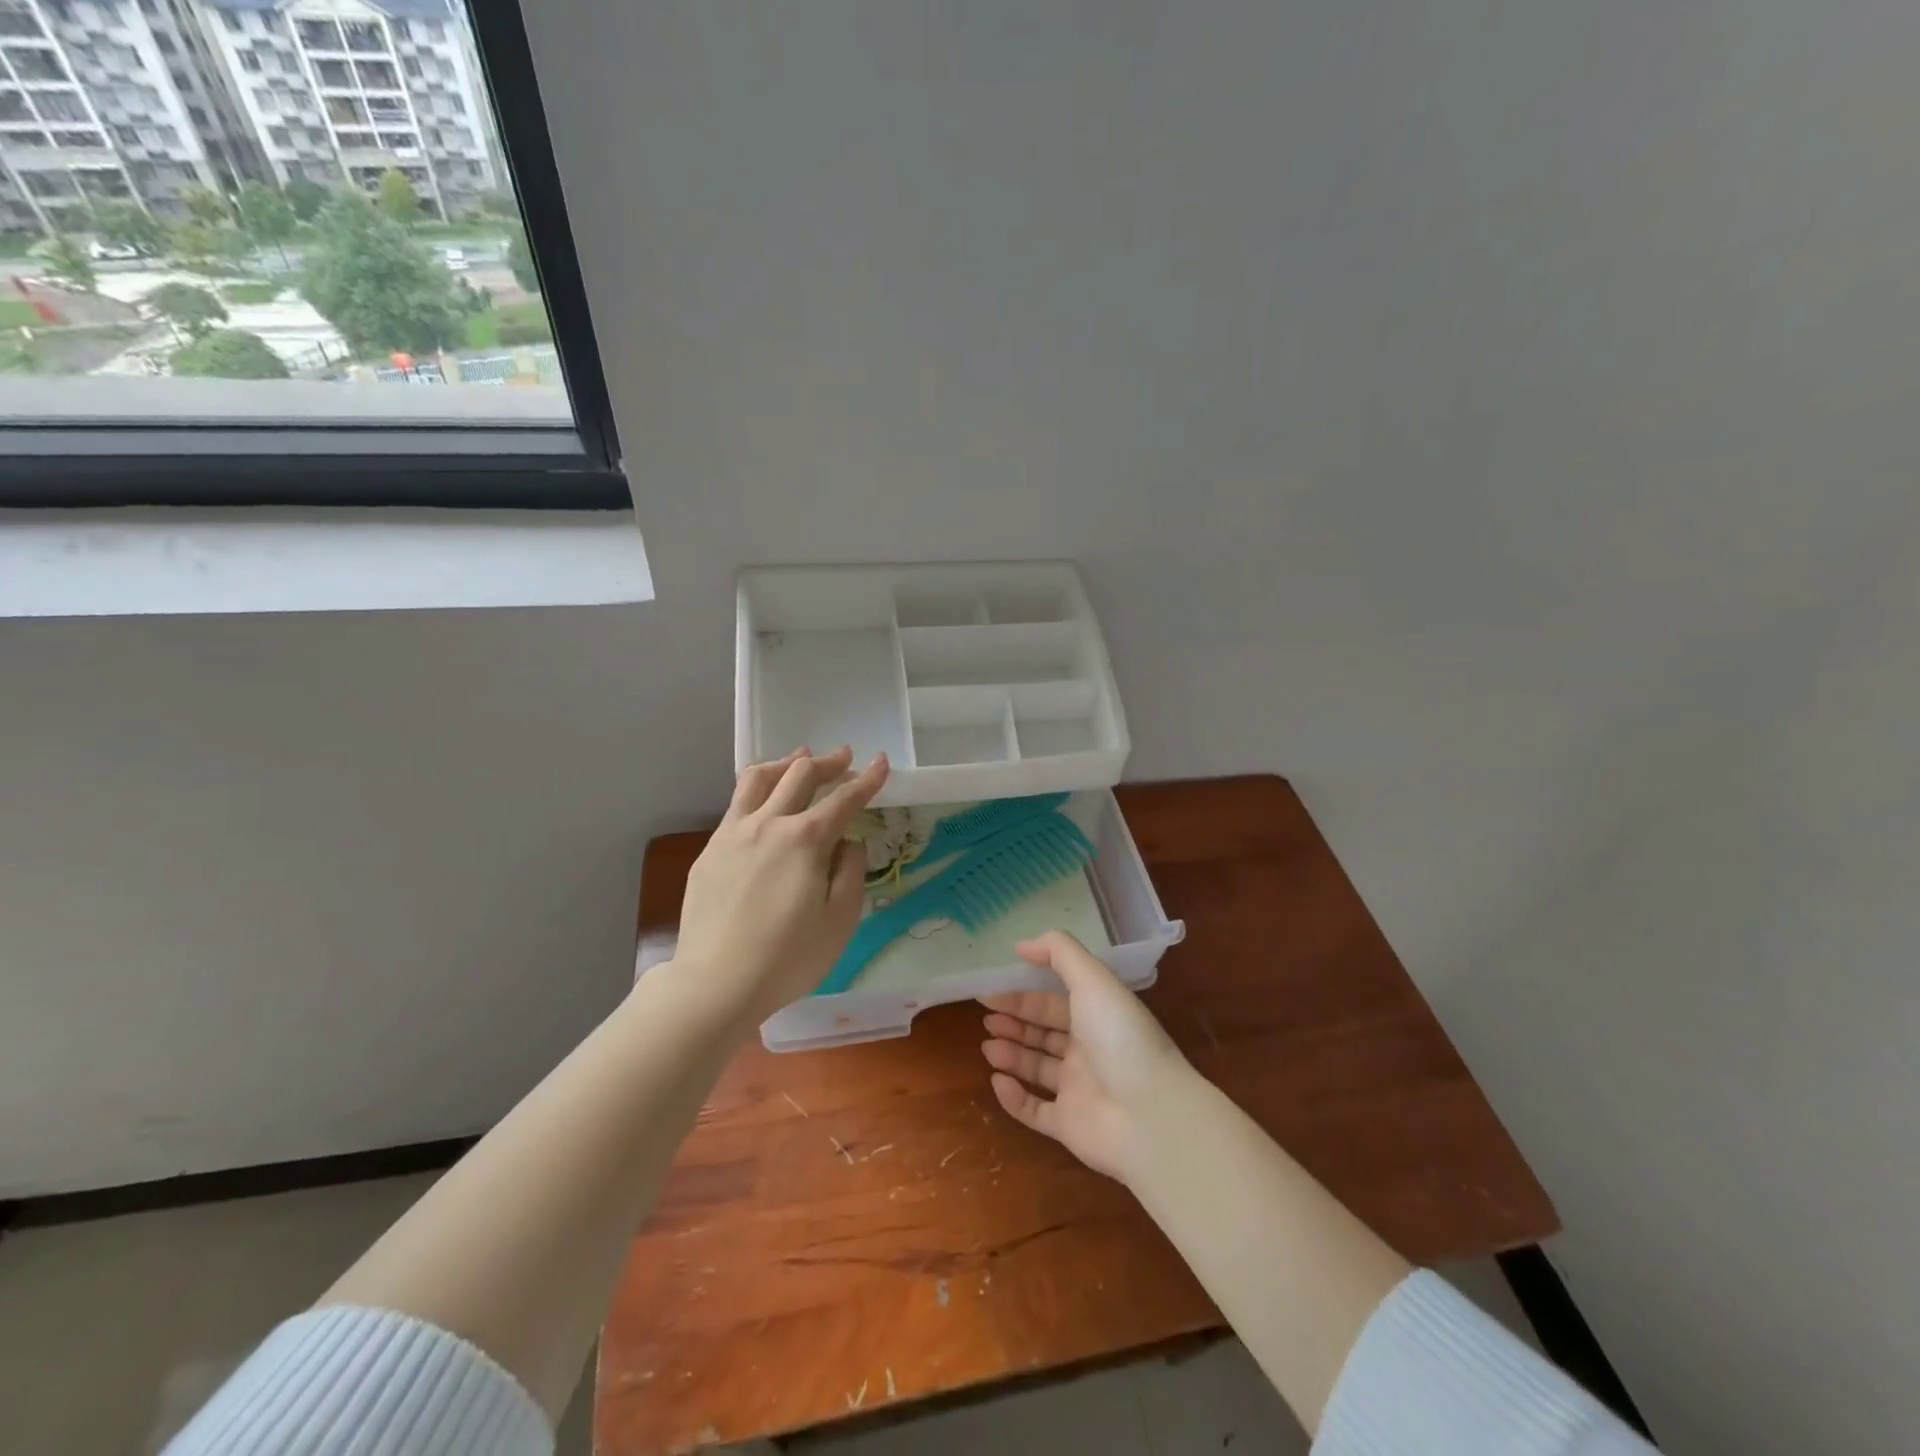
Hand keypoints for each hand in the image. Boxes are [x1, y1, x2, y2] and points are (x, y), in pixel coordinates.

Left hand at [669, 745, 888, 1029]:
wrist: (716, 984)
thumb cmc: (788, 958)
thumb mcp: (840, 920)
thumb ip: (850, 872)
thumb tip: (848, 843)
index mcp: (806, 839)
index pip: (844, 799)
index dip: (867, 779)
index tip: (881, 762)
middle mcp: (768, 824)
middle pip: (800, 775)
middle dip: (828, 762)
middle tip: (844, 757)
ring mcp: (733, 834)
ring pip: (759, 779)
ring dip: (786, 763)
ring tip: (800, 759)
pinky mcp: (709, 851)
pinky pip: (736, 804)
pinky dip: (757, 789)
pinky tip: (763, 801)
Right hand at [979, 931, 1194, 1183]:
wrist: (1149, 1115)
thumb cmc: (1119, 1037)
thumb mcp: (1092, 979)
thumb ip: (1058, 952)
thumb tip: (1021, 945)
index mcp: (1097, 1015)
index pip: (1054, 1000)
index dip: (1023, 993)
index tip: (990, 988)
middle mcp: (1089, 1050)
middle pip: (1044, 1032)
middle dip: (1015, 1021)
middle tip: (985, 1015)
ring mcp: (1079, 1089)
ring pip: (1037, 1068)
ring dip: (1012, 1054)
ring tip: (987, 1045)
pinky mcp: (1069, 1126)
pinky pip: (1035, 1110)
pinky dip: (1014, 1097)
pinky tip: (997, 1080)